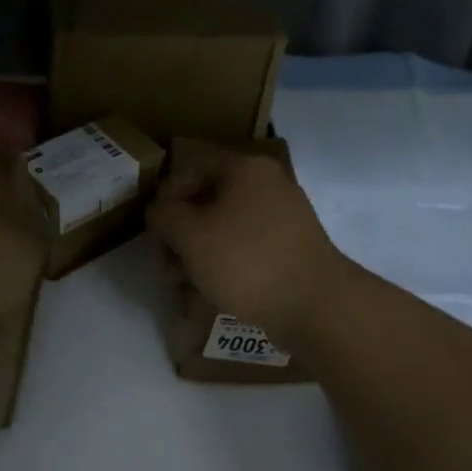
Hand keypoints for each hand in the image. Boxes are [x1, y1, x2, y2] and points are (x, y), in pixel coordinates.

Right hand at [146, 142, 348, 342]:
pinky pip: (247, 247)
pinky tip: (210, 293)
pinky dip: (225, 264)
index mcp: (246, 169)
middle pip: (210, 198)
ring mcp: (284, 217)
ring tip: (183, 284)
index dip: (168, 190)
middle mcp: (268, 185)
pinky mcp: (292, 249)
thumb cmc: (246, 261)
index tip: (155, 223)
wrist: (316, 306)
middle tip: (165, 261)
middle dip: (181, 231)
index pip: (195, 164)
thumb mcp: (190, 236)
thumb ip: (165, 216)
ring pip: (227, 227)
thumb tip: (160, 211)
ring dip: (199, 251)